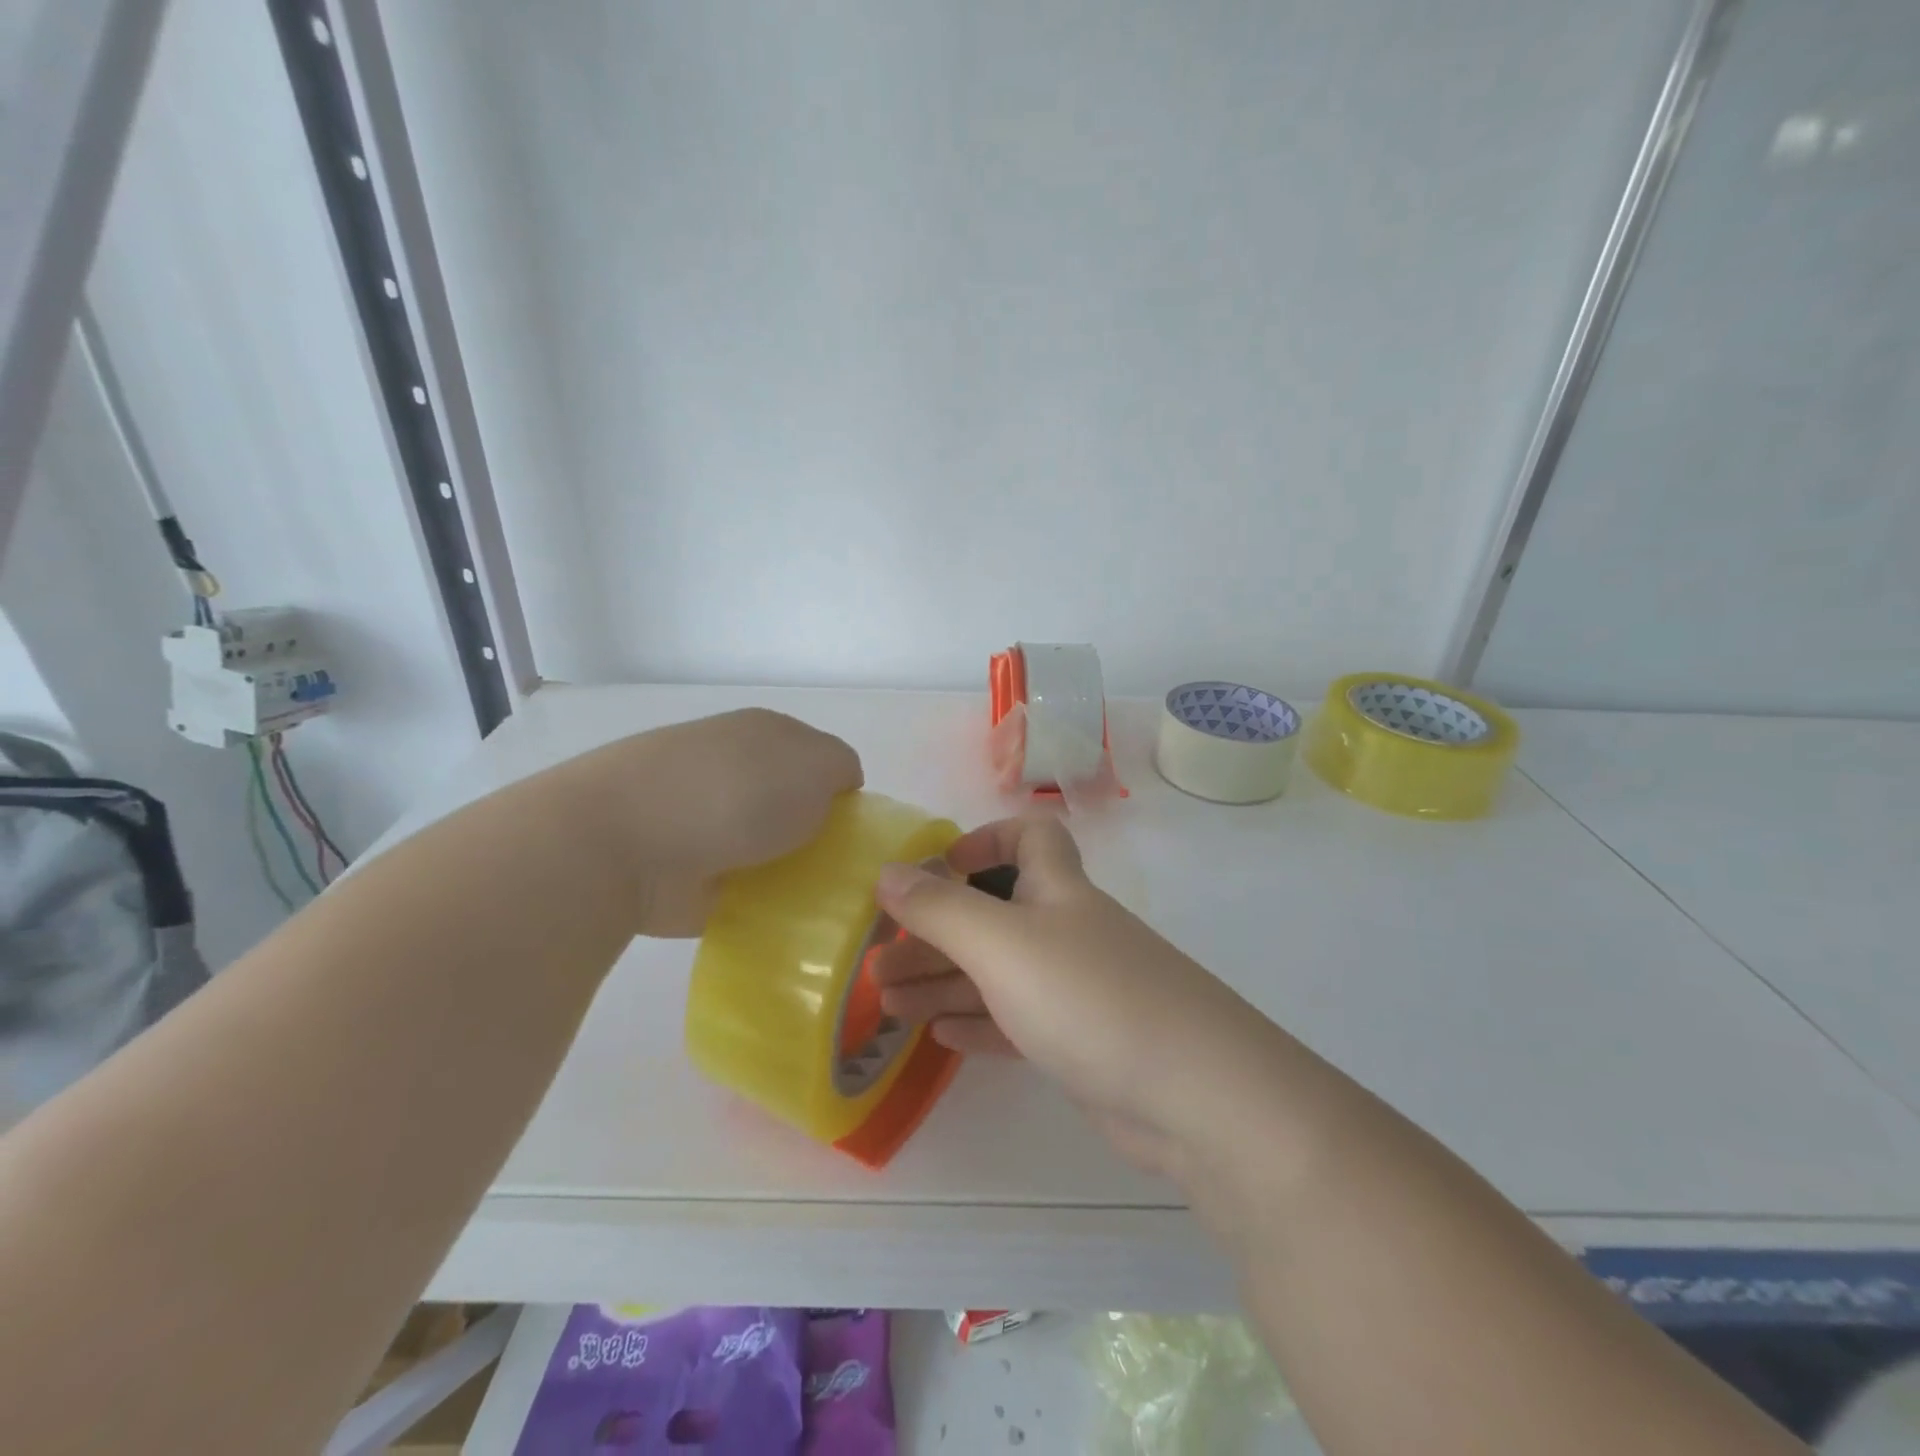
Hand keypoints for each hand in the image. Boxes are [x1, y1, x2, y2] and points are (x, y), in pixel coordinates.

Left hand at [552, 708, 862, 935]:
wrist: (625, 843)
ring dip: (793, 874)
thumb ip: (841, 768)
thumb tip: (837, 789)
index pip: (821, 762)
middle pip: (796, 808)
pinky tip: (784, 923)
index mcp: (764, 735)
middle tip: (844, 874)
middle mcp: (735, 772)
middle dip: (820, 839)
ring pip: (772, 850)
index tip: (856, 833)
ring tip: (820, 904)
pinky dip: (762, 906)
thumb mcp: (815, 762)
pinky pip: (744, 891)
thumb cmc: (734, 791)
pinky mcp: (688, 874)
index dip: (844, 796)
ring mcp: (706, 822)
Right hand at [868, 816, 1270, 1178]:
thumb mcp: (1002, 944)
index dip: (985, 840)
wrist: (1198, 1097)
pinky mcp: (1083, 1043)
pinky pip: (1017, 1021)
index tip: (940, 870)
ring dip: (944, 982)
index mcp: (1057, 890)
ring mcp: (1078, 990)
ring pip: (998, 973)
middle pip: (993, 914)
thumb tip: (887, 871)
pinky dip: (978, 1022)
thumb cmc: (1090, 997)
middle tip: (879, 964)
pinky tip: (940, 1036)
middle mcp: (1067, 930)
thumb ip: (941, 908)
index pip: (1030, 836)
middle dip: (936, 932)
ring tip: (888, 1004)